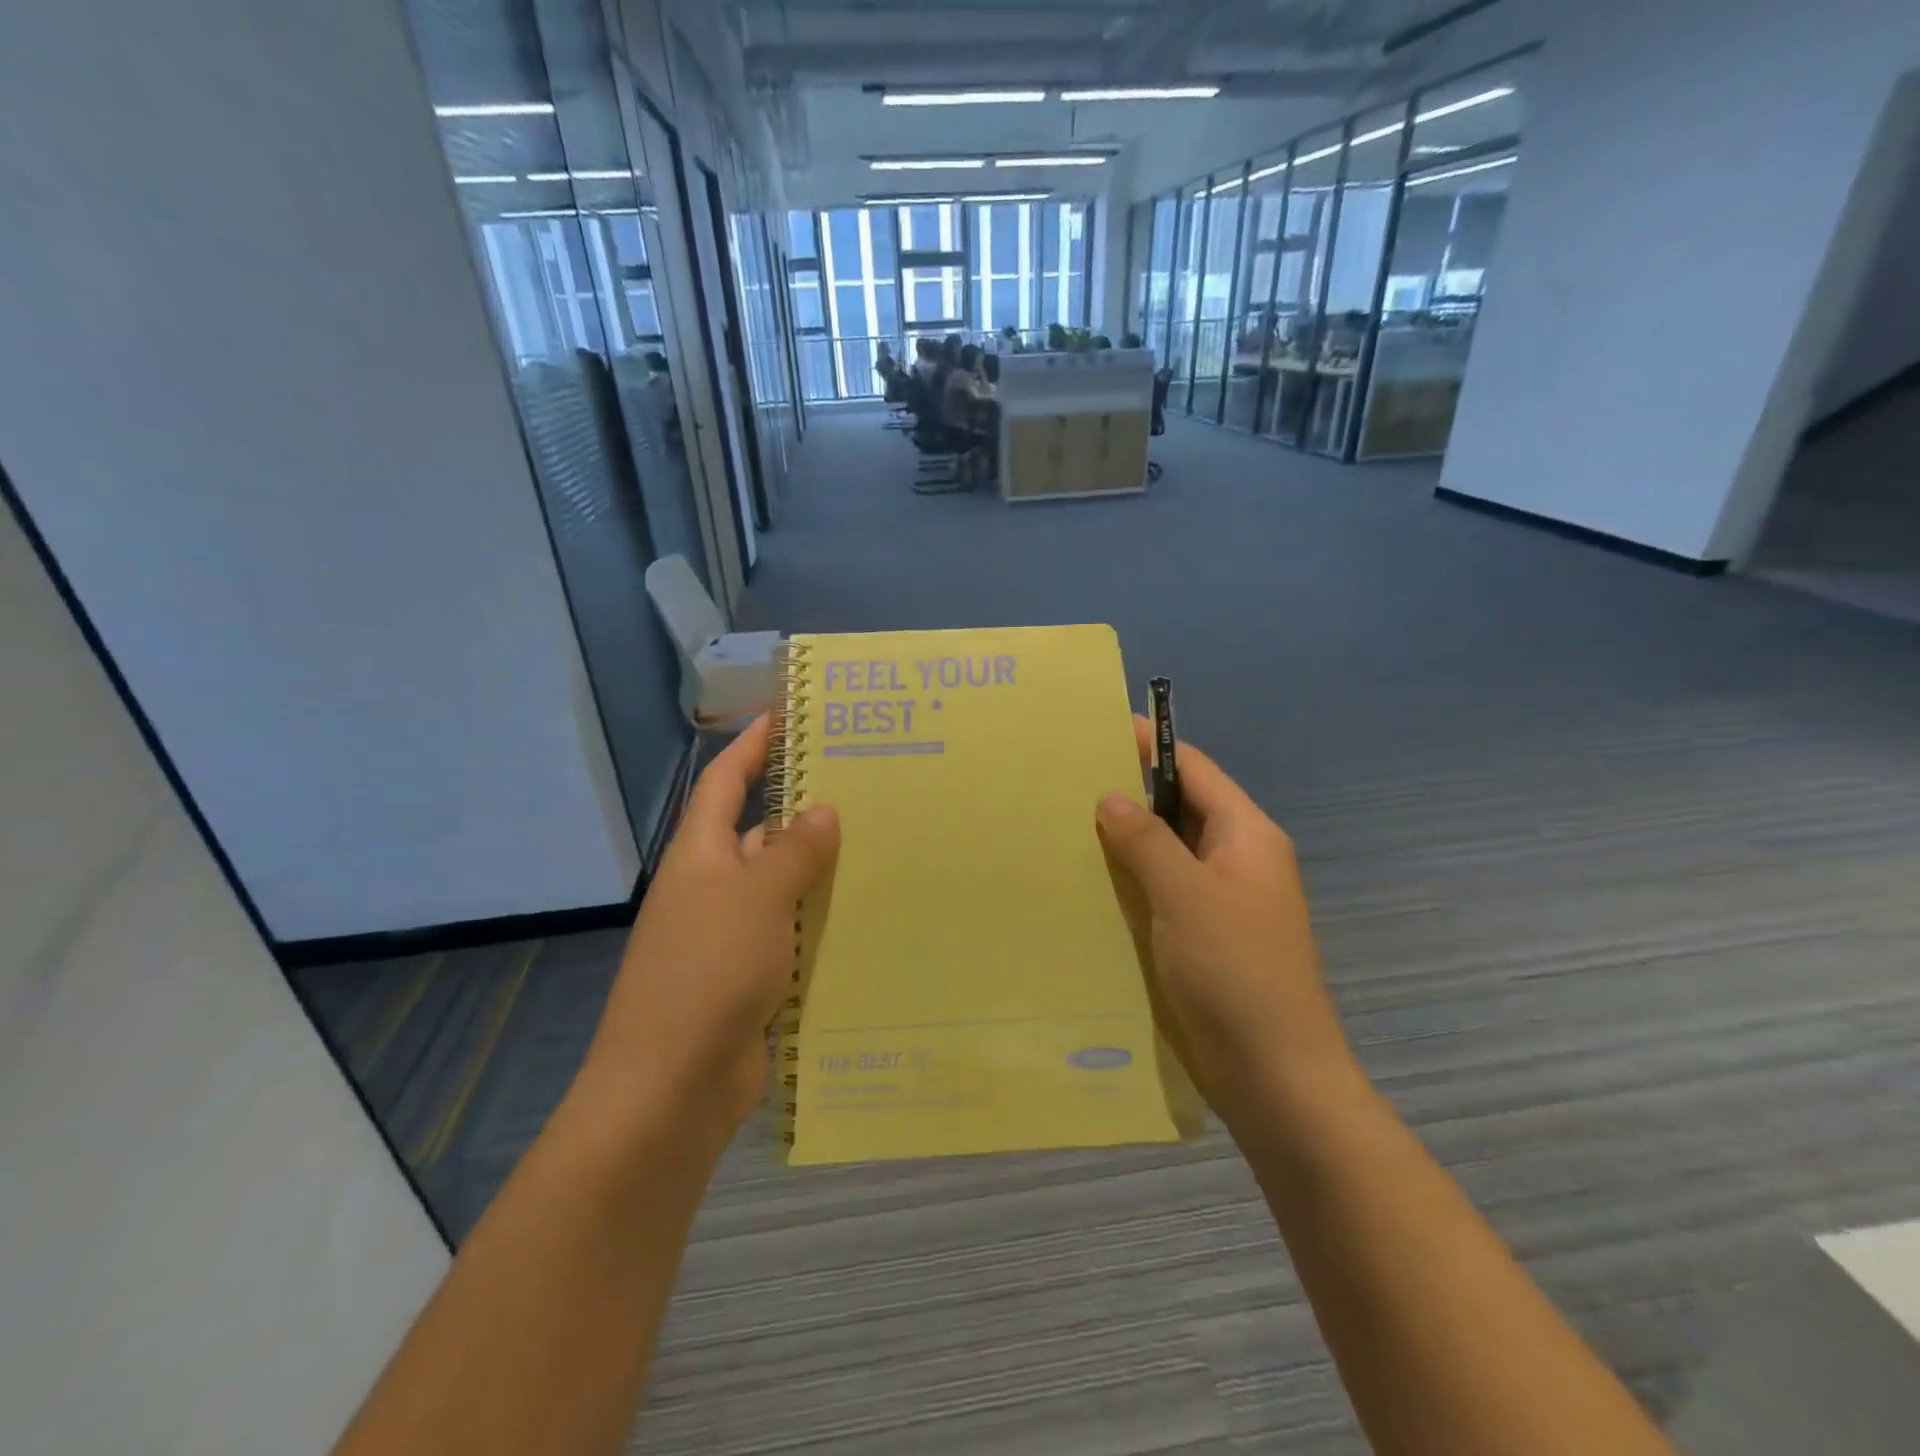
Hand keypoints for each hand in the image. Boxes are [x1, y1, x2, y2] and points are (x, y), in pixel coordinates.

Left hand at [574, 716, 838, 1148]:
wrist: (671, 1086)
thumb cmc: (708, 971)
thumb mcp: (757, 898)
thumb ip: (793, 851)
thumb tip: (821, 809)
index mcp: (700, 856)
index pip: (723, 783)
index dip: (749, 747)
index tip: (783, 717)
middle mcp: (711, 889)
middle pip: (758, 834)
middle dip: (802, 811)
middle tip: (864, 789)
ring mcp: (729, 937)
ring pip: (781, 889)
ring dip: (819, 873)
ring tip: (880, 848)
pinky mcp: (749, 979)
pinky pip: (791, 936)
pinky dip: (820, 924)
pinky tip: (865, 918)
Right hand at [1095, 717, 1359, 1131]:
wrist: (1275, 1075)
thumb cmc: (1236, 973)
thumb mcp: (1186, 895)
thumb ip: (1146, 841)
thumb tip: (1111, 797)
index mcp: (1247, 836)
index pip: (1195, 770)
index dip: (1152, 746)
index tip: (1100, 730)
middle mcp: (1237, 860)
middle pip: (1181, 808)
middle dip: (1131, 793)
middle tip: (1067, 781)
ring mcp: (1221, 901)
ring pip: (1168, 852)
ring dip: (1127, 840)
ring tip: (1065, 824)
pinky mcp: (1203, 937)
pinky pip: (1163, 891)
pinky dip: (1131, 881)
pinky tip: (1089, 882)